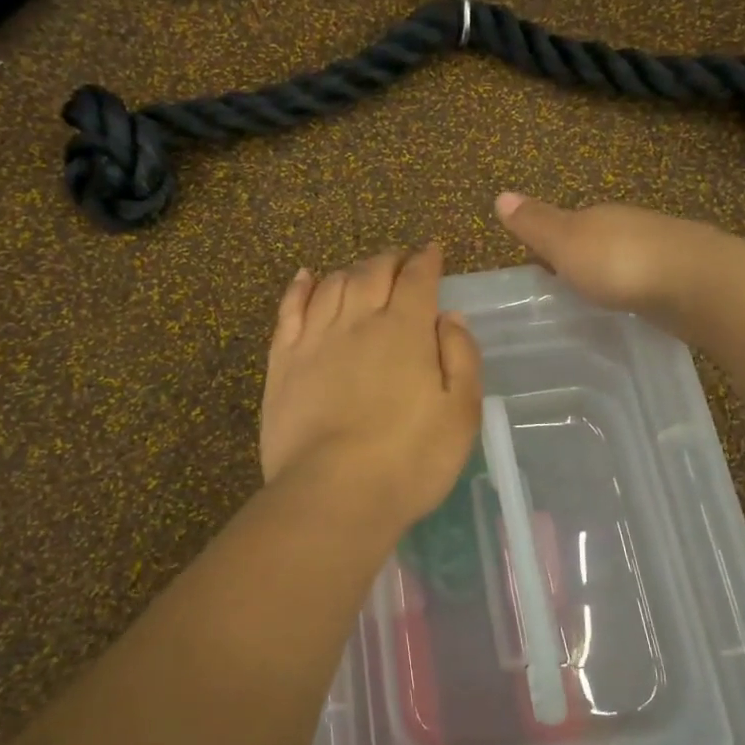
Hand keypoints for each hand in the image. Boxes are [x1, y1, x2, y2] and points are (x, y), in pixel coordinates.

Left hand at [261, 243, 482, 533]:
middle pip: (372, 272)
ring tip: (362, 273)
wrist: (334, 493)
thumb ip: (460, 356)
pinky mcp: (283, 360)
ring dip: (351, 270)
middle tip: (400, 261)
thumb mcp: (461, 412)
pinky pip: (289, 309)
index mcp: (405, 330)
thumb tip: (449, 316)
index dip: (426, 260)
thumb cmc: (410, 459)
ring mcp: (315, 338)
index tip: (432, 250)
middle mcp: (359, 321)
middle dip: (390, 259)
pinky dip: (300, 287)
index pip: (417, 278)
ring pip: (332, 284)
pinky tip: (306, 277)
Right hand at [493, 192, 717, 322]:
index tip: (537, 268)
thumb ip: (535, 224)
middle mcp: (629, 226)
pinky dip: (636, 290)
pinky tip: (633, 307)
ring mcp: (661, 250)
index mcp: (597, 216)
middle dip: (581, 259)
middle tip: (564, 289)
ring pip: (625, 259)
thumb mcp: (564, 243)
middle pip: (597, 240)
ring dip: (611, 275)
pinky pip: (649, 281)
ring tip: (596, 301)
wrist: (697, 283)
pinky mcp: (684, 277)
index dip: (549, 244)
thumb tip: (500, 195)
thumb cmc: (619, 263)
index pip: (566, 225)